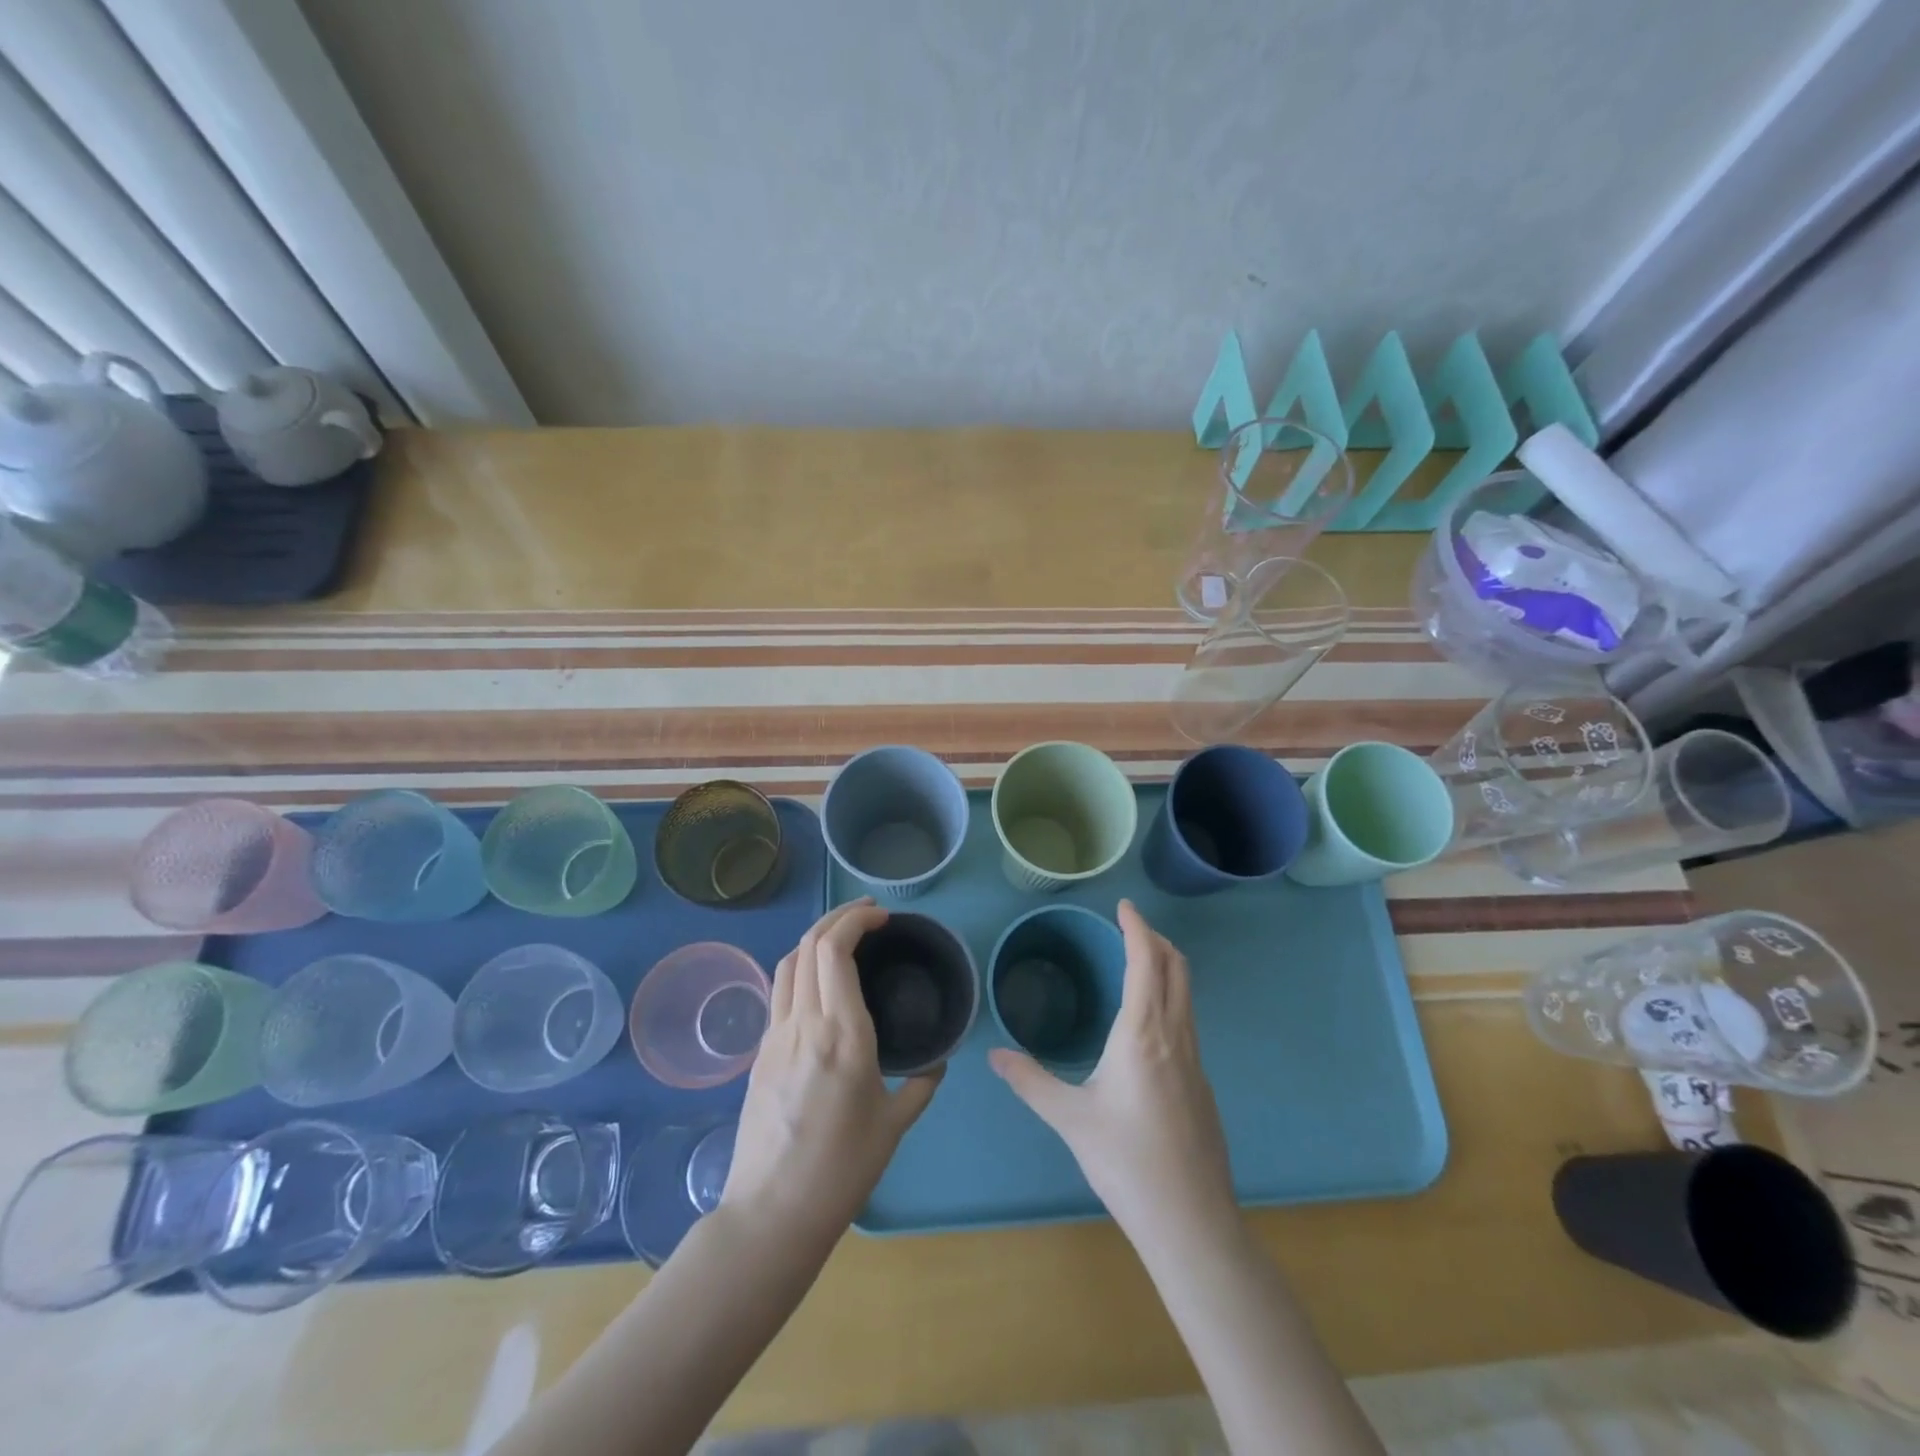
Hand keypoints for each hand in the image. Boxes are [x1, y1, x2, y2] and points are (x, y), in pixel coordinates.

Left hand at [722, 900, 941, 1244]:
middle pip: (809, 944)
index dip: (856, 921)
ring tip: (843, 938)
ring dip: (815, 938)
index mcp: (842, 1034)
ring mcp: (775, 1036)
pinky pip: (779, 991)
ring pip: (788, 963)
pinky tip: (819, 984)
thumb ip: (920, 1084)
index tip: (882, 917)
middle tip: (868, 914)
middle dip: (838, 917)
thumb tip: (937, 1061)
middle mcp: (804, 1023)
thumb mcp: (893, 1126)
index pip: (835, 950)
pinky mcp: (760, 1053)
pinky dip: (801, 968)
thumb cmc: (841, 1171)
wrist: (771, 1214)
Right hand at [989, 899, 1236, 1249]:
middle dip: (1156, 939)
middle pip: (1177, 968)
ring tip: (1139, 963)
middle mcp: (1174, 1035)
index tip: (1124, 906)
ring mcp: (1195, 1059)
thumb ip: (1030, 1081)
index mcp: (1142, 1033)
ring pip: (1187, 994)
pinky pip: (1188, 1020)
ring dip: (1167, 966)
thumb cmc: (1126, 1161)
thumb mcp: (1070, 1119)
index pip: (1146, 961)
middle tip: (1129, 927)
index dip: (1137, 927)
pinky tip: (1149, 1023)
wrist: (1191, 1220)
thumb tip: (995, 1055)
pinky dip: (1171, 997)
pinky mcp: (1202, 1082)